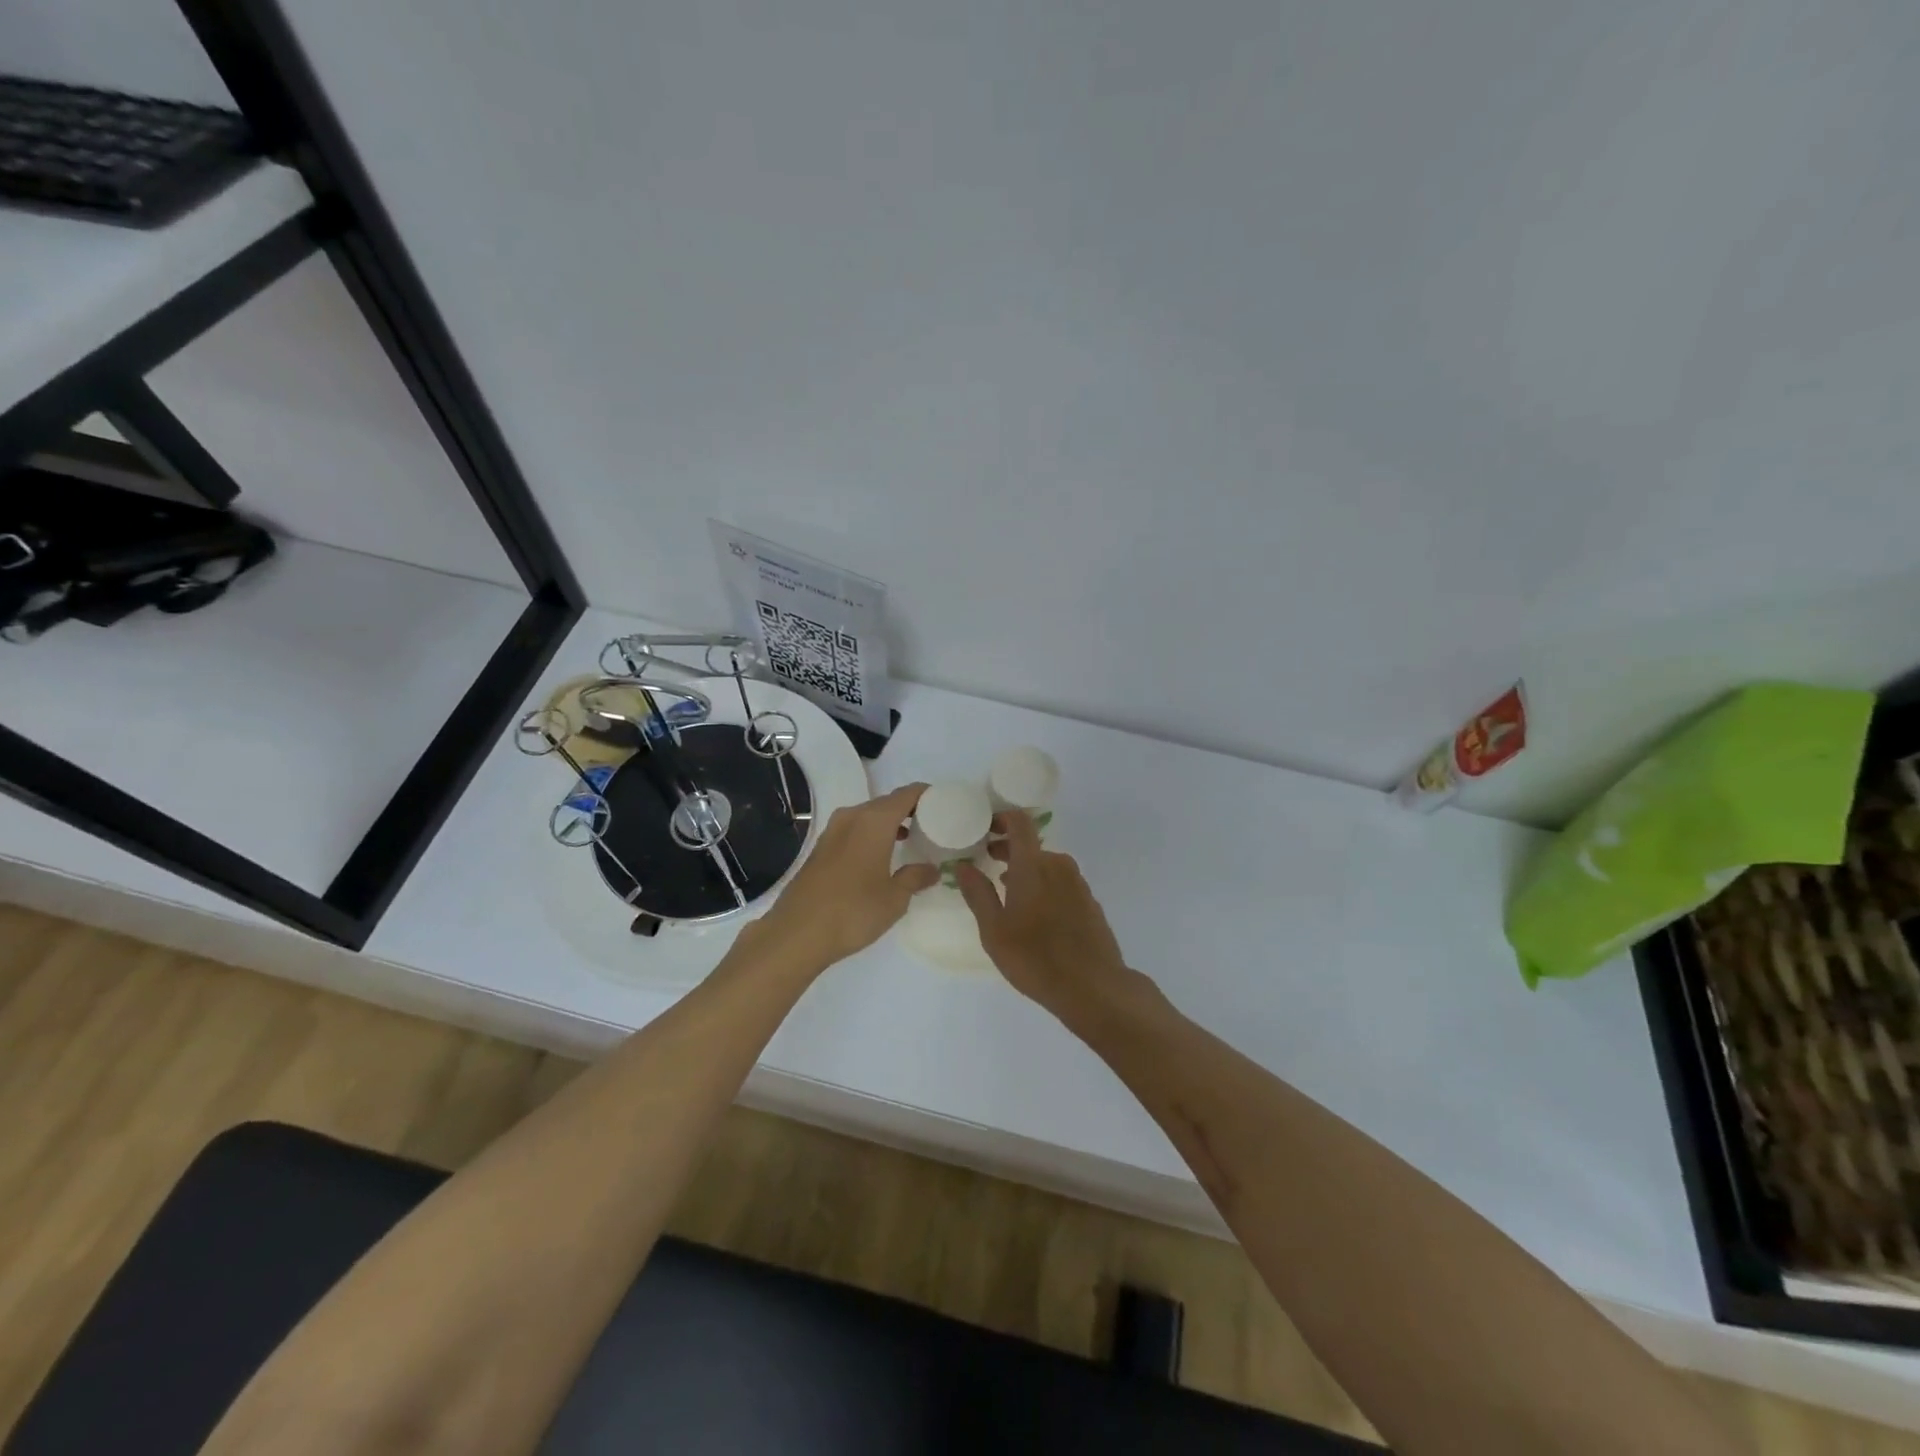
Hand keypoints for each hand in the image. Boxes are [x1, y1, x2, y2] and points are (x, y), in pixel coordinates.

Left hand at [756, 783, 938, 969]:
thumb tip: (932, 869)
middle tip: (931, 825)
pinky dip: (870, 835)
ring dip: (888, 823)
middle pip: (886, 802)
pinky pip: (853, 830)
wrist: (797, 933)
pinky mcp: (820, 848)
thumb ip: (915, 877)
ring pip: (868, 816)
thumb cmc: (854, 911)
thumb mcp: (894, 898)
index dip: (927, 795)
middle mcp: (852, 817)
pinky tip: (879, 857)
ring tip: (909, 841)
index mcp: (874, 821)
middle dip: (909, 810)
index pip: (907, 794)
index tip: (945, 804)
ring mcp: (832, 831)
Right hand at [955, 810, 1130, 1012]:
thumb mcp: (994, 930)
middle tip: (987, 861)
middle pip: (1031, 845)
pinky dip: (1044, 884)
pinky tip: (1034, 911)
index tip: (984, 828)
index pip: (1020, 823)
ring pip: (1047, 864)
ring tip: (1006, 889)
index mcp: (1033, 865)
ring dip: (1026, 869)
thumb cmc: (1035, 958)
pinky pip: (1061, 882)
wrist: (1093, 987)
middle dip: (1008, 848)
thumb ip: (977, 893)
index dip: (1001, 819)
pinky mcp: (1089, 902)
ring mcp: (1078, 884)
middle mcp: (1059, 866)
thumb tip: (962, 865)